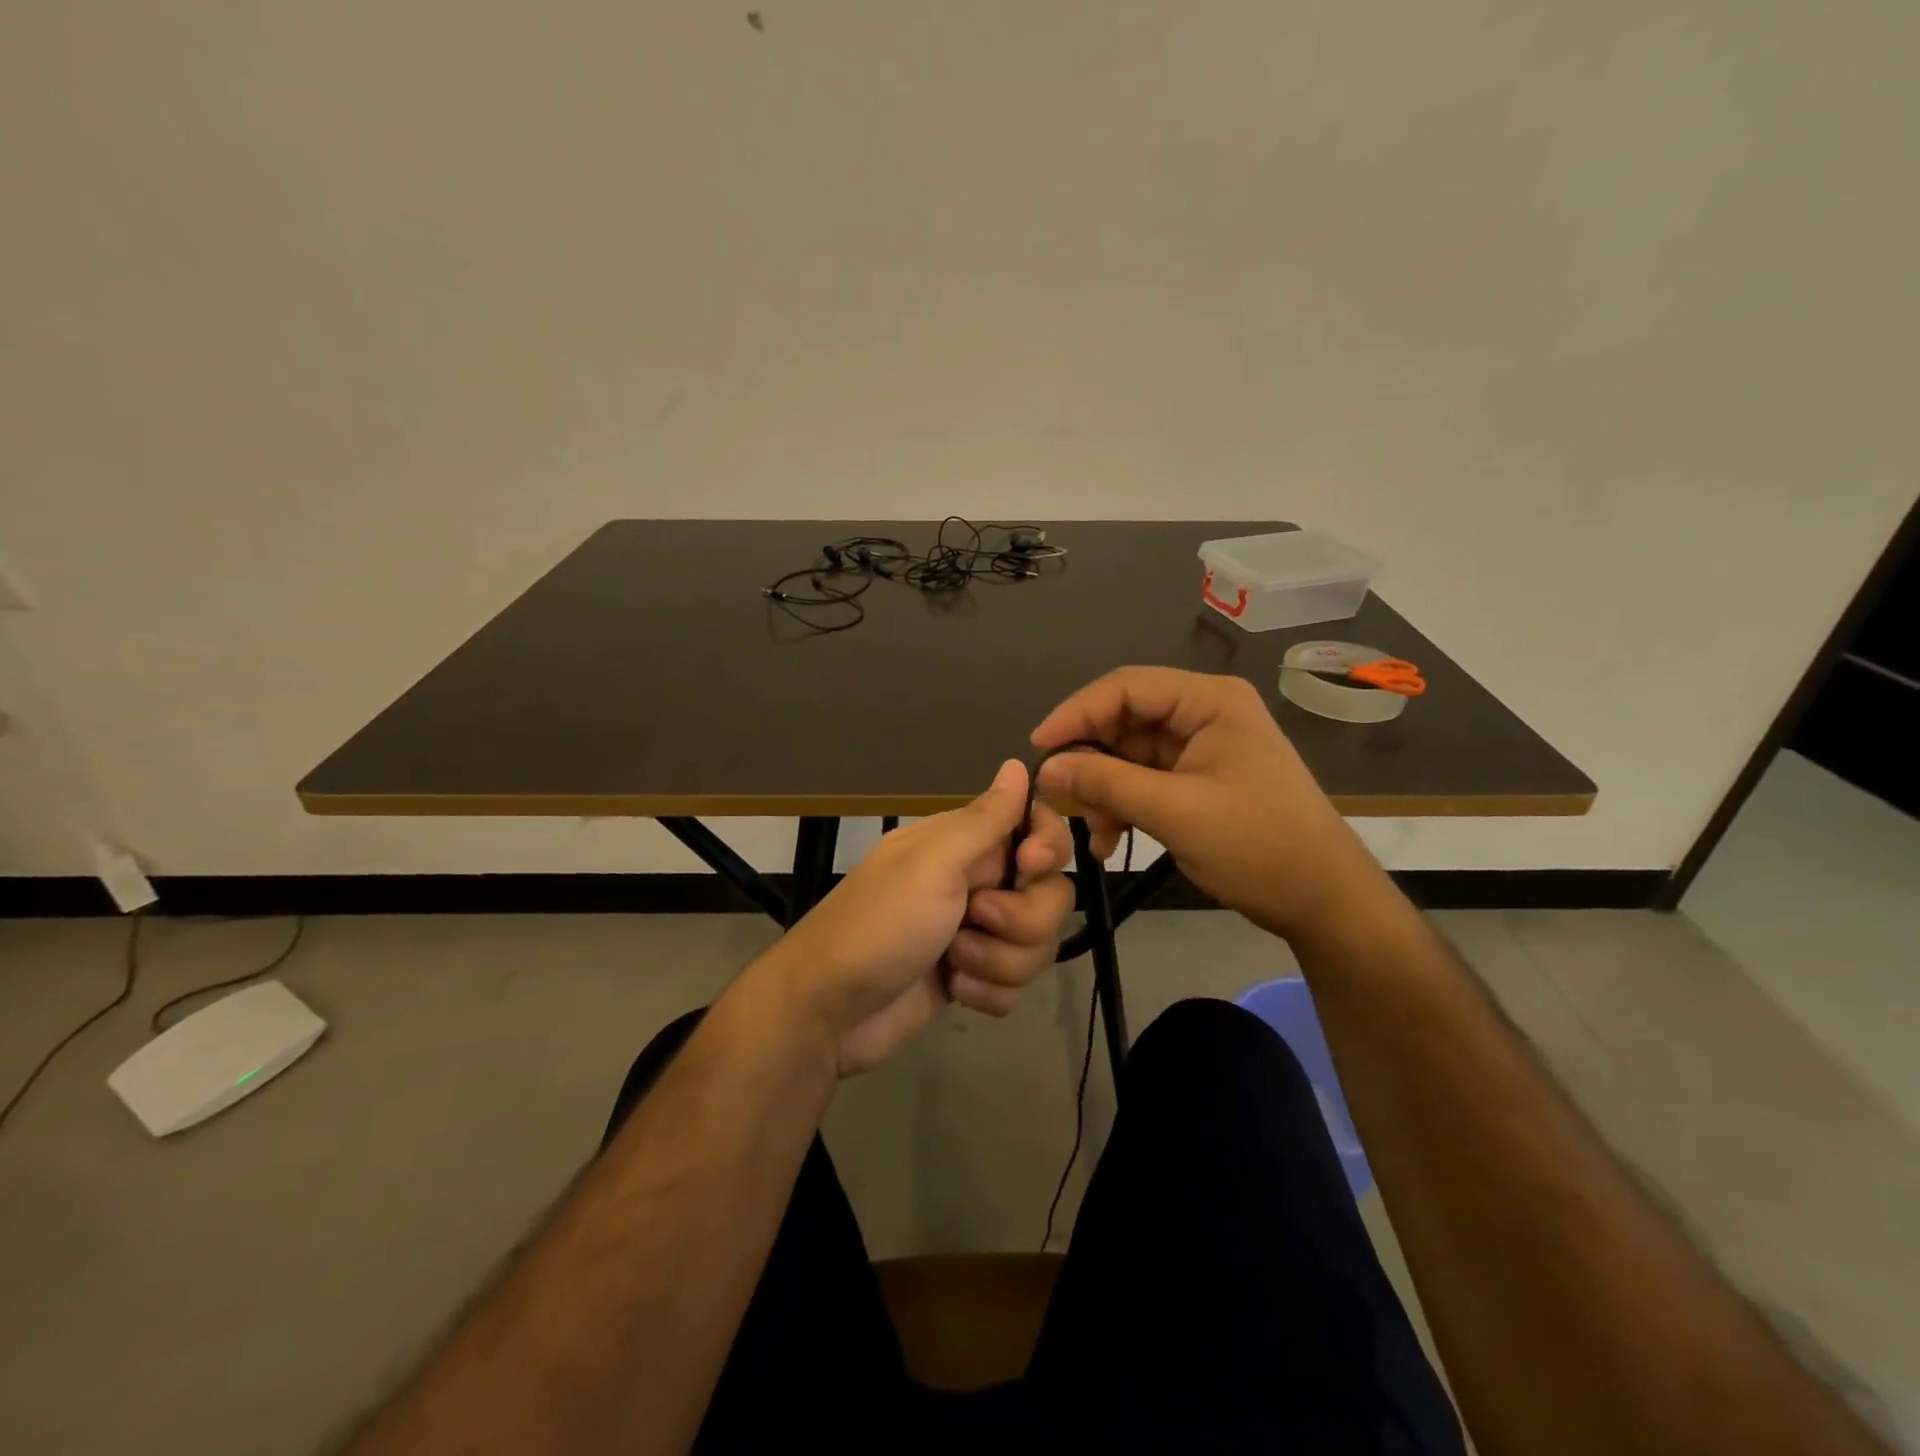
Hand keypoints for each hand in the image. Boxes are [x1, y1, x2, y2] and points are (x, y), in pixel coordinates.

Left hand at [759, 760, 1074, 1076]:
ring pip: (1038, 944)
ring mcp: (977, 933)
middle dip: (1021, 921)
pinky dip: (988, 992)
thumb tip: (1017, 762)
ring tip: (952, 965)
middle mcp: (976, 882)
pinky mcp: (974, 977)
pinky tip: (953, 990)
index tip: (1029, 867)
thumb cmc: (880, 925)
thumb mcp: (932, 864)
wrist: (829, 1011)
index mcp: (966, 844)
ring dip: (998, 961)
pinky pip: (1017, 984)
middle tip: (974, 921)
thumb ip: (984, 818)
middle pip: (1051, 894)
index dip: (1048, 848)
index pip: (1037, 828)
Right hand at [1032, 666, 1383, 941]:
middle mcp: (1204, 714)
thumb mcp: (1174, 812)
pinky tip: (1108, 841)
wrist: (1322, 900)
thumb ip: (1106, 782)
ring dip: (1103, 790)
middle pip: (1125, 720)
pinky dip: (1122, 805)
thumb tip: (1046, 768)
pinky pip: (1145, 781)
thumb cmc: (1256, 845)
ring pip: (1129, 754)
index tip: (1038, 747)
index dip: (1076, 712)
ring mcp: (1202, 748)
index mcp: (1209, 701)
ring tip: (1090, 830)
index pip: (1125, 687)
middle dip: (1089, 759)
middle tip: (1058, 796)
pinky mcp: (1199, 780)